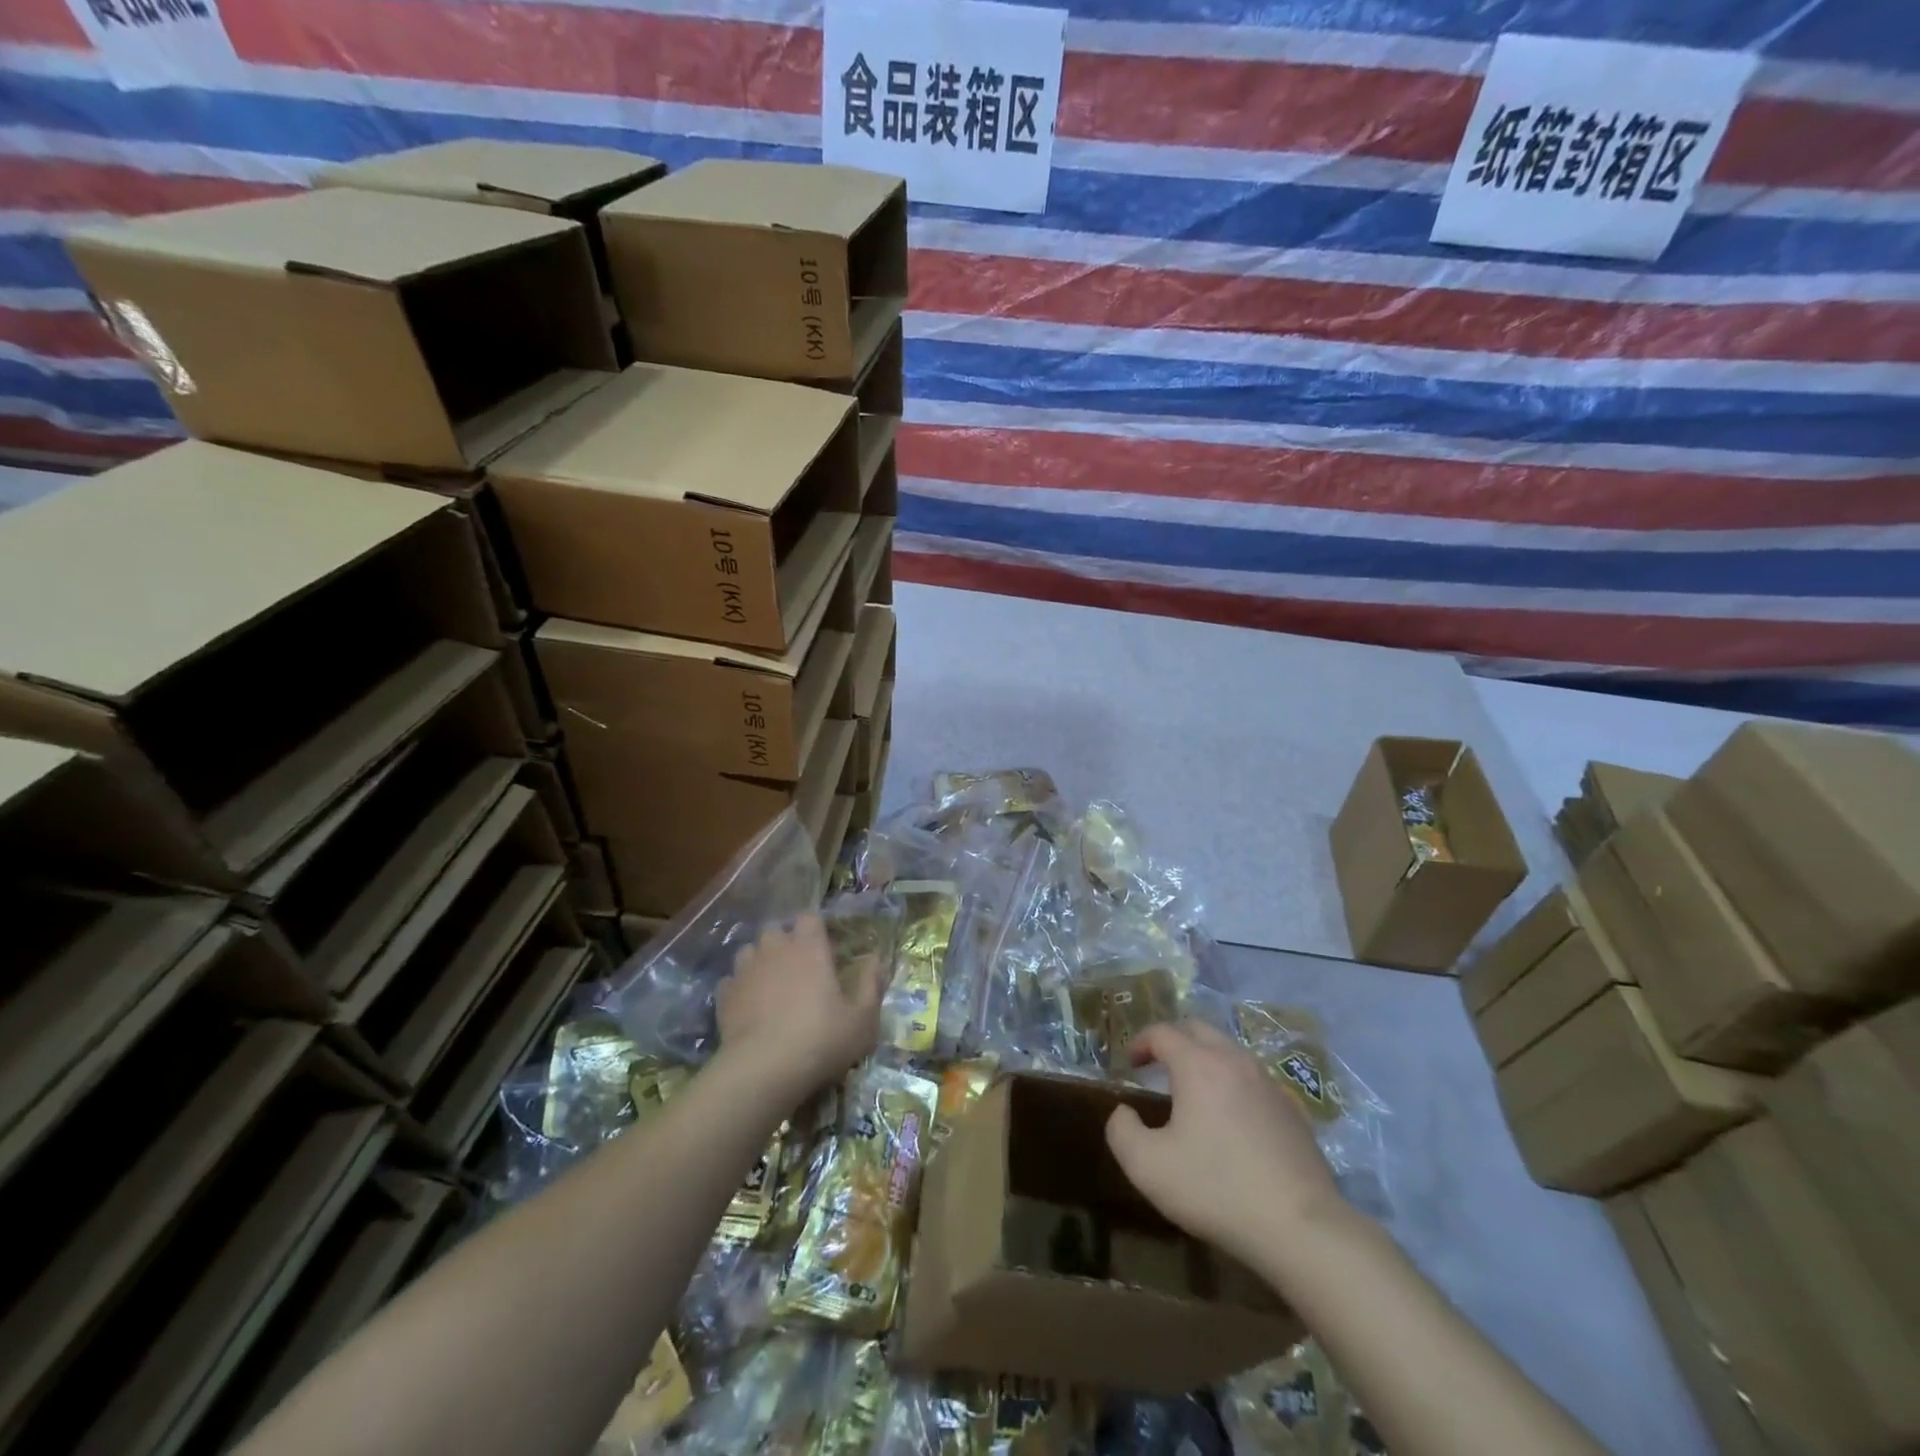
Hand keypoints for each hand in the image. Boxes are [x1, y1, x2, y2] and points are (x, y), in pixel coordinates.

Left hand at [716, 915, 883, 1099]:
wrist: (763, 1070)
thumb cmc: (821, 1040)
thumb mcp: (863, 1020)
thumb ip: (872, 985)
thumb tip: (877, 959)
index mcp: (810, 948)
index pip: (809, 917)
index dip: (815, 928)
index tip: (824, 946)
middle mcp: (775, 949)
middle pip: (776, 929)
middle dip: (784, 940)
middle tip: (798, 966)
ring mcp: (745, 970)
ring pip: (749, 950)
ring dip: (760, 960)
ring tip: (770, 983)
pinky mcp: (724, 995)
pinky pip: (732, 980)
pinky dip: (740, 987)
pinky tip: (749, 1006)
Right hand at [1106, 1021, 1348, 1267]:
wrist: (1302, 1227)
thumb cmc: (1217, 1188)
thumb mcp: (1148, 1167)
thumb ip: (1122, 1131)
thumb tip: (1123, 1112)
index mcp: (1198, 1065)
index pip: (1162, 1032)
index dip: (1140, 1042)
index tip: (1129, 1064)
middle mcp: (1234, 1061)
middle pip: (1198, 1029)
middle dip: (1173, 1039)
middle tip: (1156, 1064)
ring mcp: (1268, 1083)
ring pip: (1229, 1052)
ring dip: (1204, 1059)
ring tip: (1191, 1090)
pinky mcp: (1292, 1110)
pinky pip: (1253, 1080)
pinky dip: (1232, 1083)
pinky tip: (1230, 1119)